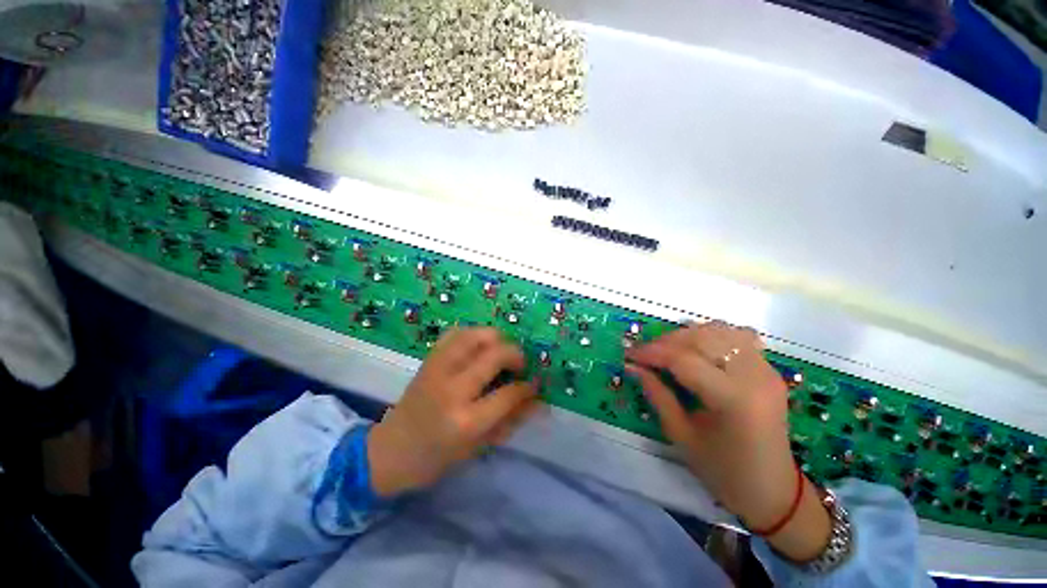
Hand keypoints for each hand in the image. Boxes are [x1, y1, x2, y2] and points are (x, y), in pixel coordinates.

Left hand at [368, 328, 538, 497]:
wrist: (391, 450)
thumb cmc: (438, 457)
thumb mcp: (479, 447)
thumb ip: (511, 420)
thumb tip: (538, 400)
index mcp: (466, 421)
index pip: (508, 393)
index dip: (528, 386)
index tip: (535, 382)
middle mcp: (453, 389)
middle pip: (495, 355)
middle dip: (516, 355)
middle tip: (520, 365)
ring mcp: (438, 370)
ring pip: (475, 336)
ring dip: (496, 338)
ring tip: (501, 350)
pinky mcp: (429, 360)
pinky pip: (455, 334)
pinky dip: (473, 333)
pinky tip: (479, 345)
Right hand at [626, 321, 830, 561]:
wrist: (775, 492)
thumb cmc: (724, 472)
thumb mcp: (682, 436)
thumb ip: (656, 394)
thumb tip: (632, 367)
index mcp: (733, 399)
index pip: (683, 360)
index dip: (651, 353)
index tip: (629, 355)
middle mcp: (754, 376)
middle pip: (701, 338)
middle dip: (665, 341)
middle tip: (644, 354)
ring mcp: (766, 369)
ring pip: (719, 330)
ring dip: (687, 335)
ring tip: (668, 350)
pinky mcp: (769, 369)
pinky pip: (737, 337)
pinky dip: (711, 336)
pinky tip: (698, 349)